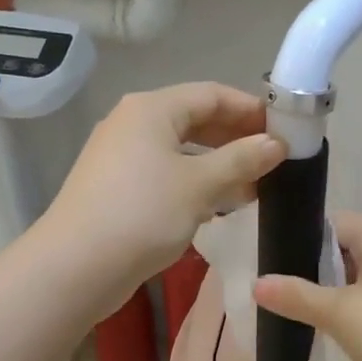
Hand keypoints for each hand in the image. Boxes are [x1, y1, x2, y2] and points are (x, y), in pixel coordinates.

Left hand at [40, 83, 285, 310]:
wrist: (76, 266)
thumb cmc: (143, 213)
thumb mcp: (200, 185)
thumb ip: (242, 160)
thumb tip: (276, 143)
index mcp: (151, 109)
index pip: (212, 94)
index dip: (250, 109)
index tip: (285, 130)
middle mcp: (132, 123)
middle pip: (195, 119)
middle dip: (236, 138)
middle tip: (273, 161)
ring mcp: (121, 157)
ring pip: (180, 151)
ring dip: (218, 165)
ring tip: (253, 187)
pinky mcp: (117, 188)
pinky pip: (165, 174)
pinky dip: (194, 183)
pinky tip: (217, 206)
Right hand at [253, 212, 361, 360]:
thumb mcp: (338, 313)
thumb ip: (296, 296)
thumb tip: (257, 284)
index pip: (335, 222)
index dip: (302, 236)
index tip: (272, 258)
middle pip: (346, 252)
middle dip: (313, 270)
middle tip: (276, 290)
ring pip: (361, 282)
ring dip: (332, 297)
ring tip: (294, 313)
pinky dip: (353, 316)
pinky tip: (330, 335)